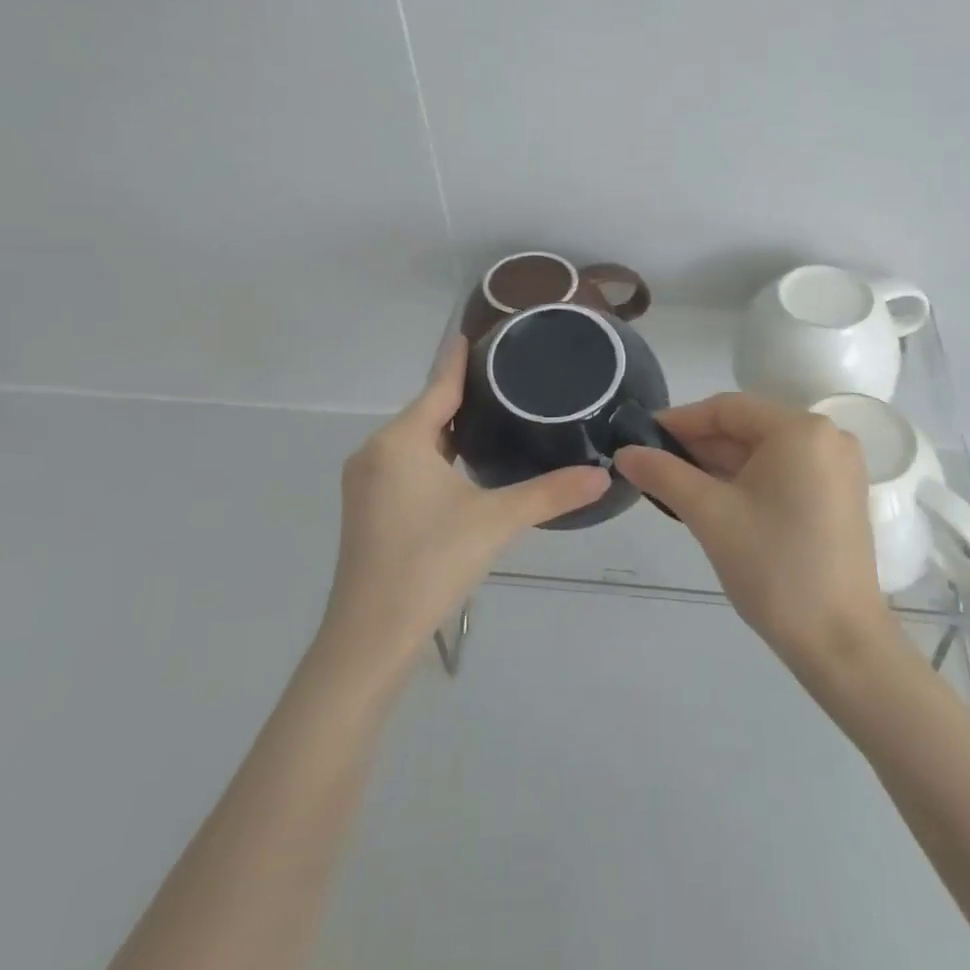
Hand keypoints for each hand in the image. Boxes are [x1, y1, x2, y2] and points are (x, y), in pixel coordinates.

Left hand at [324, 337, 610, 666]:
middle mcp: (376, 452)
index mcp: (400, 442)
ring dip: (447, 428)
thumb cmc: (430, 563)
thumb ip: (550, 493)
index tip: (474, 334)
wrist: (370, 636)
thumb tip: (603, 475)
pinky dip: (434, 455)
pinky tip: (461, 466)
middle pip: (424, 412)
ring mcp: (367, 483)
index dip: (458, 360)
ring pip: (414, 441)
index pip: (437, 386)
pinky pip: (405, 464)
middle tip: (505, 379)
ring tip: (492, 416)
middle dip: (460, 395)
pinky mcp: (368, 509)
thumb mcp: (496, 522)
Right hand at [614, 393, 894, 674]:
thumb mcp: (710, 515)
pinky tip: (712, 499)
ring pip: (764, 453)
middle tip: (652, 465)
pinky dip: (746, 482)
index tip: (641, 438)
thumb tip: (625, 452)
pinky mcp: (838, 497)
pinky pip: (783, 473)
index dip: (680, 420)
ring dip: (719, 465)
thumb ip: (664, 474)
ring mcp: (837, 469)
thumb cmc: (773, 567)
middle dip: (698, 446)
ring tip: (673, 484)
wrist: (840, 642)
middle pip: (747, 428)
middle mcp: (826, 437)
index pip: (728, 408)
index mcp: (800, 430)